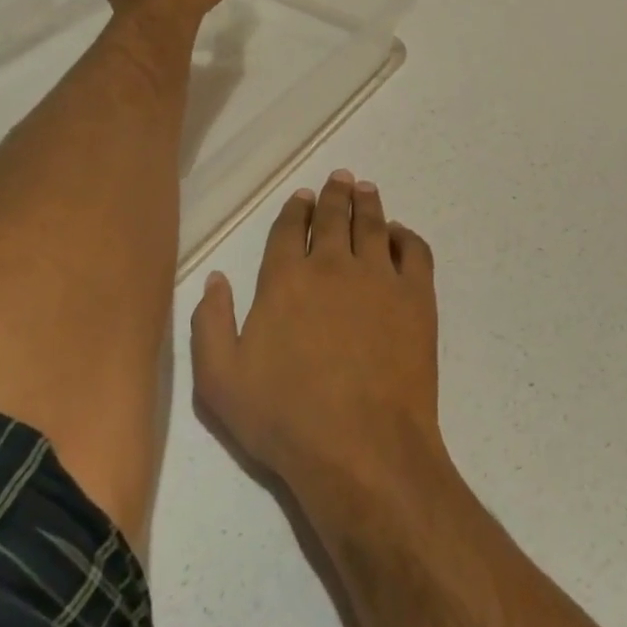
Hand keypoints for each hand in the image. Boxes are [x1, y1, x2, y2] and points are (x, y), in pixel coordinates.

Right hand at [191, 170, 444, 510]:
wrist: (362, 448)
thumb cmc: (286, 419)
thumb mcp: (220, 382)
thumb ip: (210, 324)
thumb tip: (216, 278)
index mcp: (285, 279)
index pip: (288, 230)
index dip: (295, 210)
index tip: (302, 197)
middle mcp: (332, 264)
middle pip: (333, 217)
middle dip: (334, 195)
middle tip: (340, 178)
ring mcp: (379, 276)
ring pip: (372, 224)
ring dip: (367, 202)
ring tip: (365, 188)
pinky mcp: (416, 296)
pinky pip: (414, 250)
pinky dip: (406, 235)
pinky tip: (399, 233)